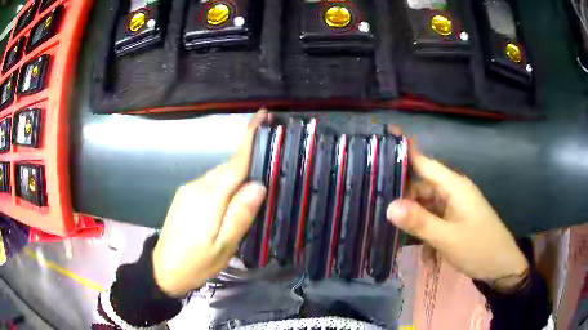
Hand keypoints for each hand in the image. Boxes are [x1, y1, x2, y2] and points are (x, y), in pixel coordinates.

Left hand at [152, 111, 267, 296]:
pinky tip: (231, 200)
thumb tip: (258, 185)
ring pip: (220, 175)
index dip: (250, 138)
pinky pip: (211, 183)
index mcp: (209, 197)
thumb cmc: (196, 263)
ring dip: (237, 176)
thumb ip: (239, 215)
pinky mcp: (185, 196)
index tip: (262, 115)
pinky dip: (225, 184)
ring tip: (254, 190)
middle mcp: (197, 186)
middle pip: (229, 167)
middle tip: (271, 165)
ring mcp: (189, 190)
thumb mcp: (224, 246)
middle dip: (249, 160)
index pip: (234, 162)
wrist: (163, 270)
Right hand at [386, 144, 528, 291]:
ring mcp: (455, 206)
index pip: (424, 163)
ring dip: (417, 224)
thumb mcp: (447, 238)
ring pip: (427, 206)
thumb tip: (389, 206)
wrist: (501, 266)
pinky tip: (427, 256)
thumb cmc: (478, 247)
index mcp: (454, 186)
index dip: (404, 154)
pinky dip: (428, 235)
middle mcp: (453, 191)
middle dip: (405, 202)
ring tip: (404, 242)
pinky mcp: (456, 220)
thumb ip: (419, 221)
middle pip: (422, 187)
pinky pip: (435, 221)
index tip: (379, 149)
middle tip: (384, 217)